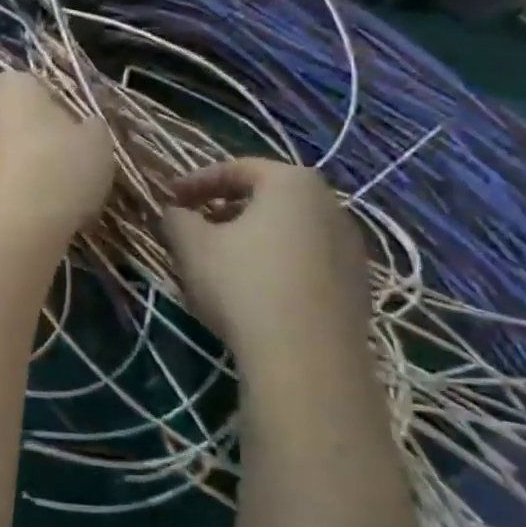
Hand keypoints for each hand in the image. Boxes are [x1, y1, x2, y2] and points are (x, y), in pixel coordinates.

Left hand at [0, 72, 113, 248]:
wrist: (7, 230)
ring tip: (43, 199)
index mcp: (12, 85)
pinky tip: (22, 216)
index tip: (75, 139)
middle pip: (12, 118)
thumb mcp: (98, 143)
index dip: (59, 111)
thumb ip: (91, 127)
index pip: (37, 86)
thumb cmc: (58, 172)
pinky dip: (1, 192)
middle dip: (32, 138)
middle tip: (62, 168)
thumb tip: (82, 128)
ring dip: (14, 166)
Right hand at [160, 158, 369, 371]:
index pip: (236, 169)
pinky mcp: (356, 284)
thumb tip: (175, 212)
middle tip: (194, 226)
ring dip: (251, 236)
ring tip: (220, 260)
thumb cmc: (243, 284)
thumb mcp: (191, 245)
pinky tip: (253, 289)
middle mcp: (329, 204)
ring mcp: (349, 246)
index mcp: (291, 182)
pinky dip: (276, 262)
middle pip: (267, 197)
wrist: (307, 357)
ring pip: (288, 229)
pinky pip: (306, 259)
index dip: (196, 182)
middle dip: (225, 209)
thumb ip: (177, 218)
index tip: (169, 198)